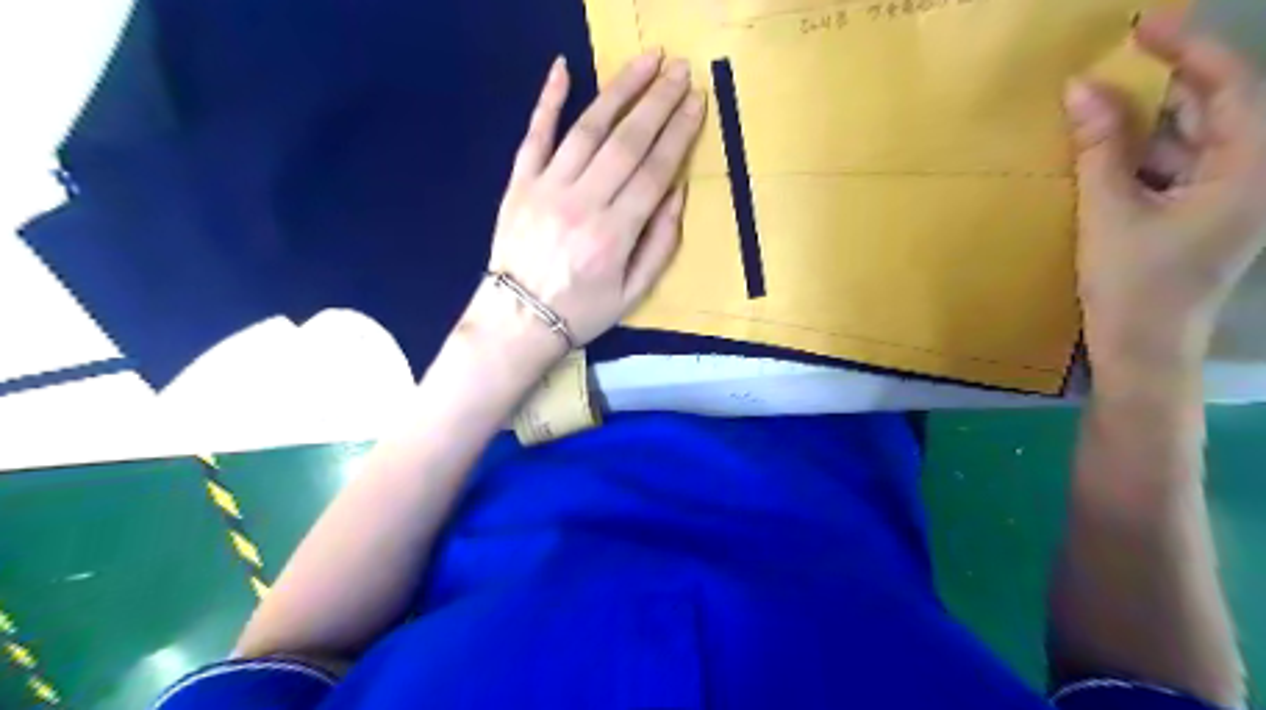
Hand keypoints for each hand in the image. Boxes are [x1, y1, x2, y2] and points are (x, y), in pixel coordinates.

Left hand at [461, 50, 706, 365]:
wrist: (517, 320)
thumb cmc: (582, 311)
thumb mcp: (633, 292)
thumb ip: (660, 243)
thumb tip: (677, 191)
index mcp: (614, 234)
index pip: (654, 171)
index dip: (679, 133)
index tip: (696, 101)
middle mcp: (582, 203)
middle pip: (626, 142)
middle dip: (658, 102)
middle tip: (680, 71)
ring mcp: (546, 188)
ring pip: (587, 129)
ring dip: (619, 90)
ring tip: (645, 62)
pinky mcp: (519, 183)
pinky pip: (534, 135)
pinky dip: (548, 100)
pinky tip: (563, 68)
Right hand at [1067, 10, 1264, 376]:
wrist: (1142, 350)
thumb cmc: (1134, 286)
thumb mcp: (1109, 212)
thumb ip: (1099, 148)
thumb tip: (1079, 88)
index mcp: (1253, 167)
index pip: (1229, 85)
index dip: (1188, 48)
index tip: (1142, 25)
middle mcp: (1252, 173)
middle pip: (1214, 107)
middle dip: (1166, 81)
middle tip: (1114, 59)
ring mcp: (1225, 195)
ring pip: (1188, 137)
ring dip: (1145, 120)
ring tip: (1100, 101)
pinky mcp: (1196, 213)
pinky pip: (1171, 166)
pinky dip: (1138, 153)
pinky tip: (1103, 148)